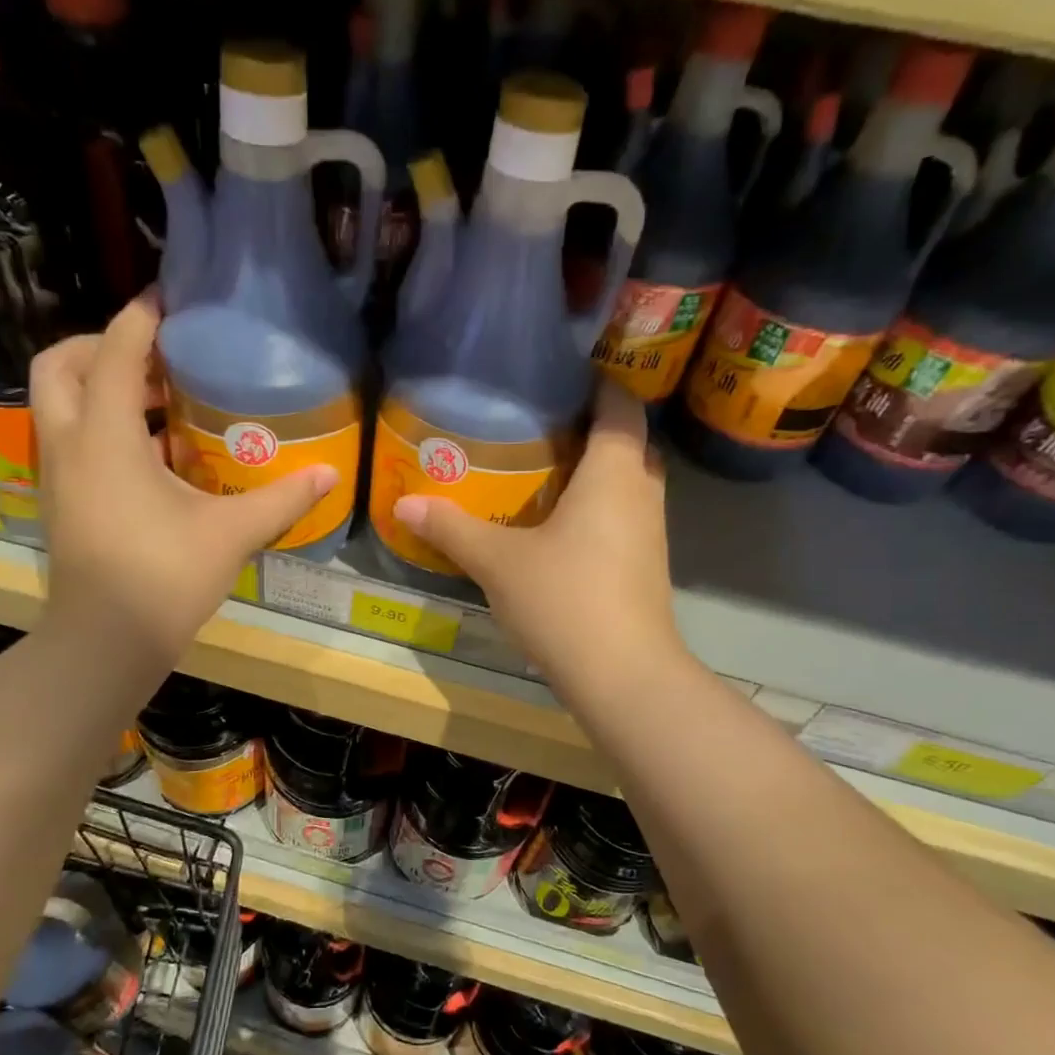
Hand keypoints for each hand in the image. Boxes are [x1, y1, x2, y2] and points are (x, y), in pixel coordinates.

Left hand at [33, 294, 336, 660]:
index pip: (113, 352)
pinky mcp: (61, 502)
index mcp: (104, 437)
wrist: (105, 643)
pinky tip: (151, 455)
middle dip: (98, 347)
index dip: (140, 318)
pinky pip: (70, 440)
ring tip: (157, 401)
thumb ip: (281, 500)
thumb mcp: (230, 534)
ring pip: (58, 405)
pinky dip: (98, 426)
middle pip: (59, 366)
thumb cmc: (164, 578)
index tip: (169, 300)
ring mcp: (57, 475)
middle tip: (152, 356)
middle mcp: (69, 444)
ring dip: (97, 388)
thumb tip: (330, 476)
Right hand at [388, 383, 682, 694]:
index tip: (559, 378)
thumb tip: (403, 505)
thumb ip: (452, 528)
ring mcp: (651, 533)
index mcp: (614, 472)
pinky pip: (624, 517)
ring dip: (595, 472)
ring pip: (627, 483)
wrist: (622, 676)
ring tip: (543, 470)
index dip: (598, 382)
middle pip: (627, 442)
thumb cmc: (564, 599)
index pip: (620, 404)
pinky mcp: (646, 567)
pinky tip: (558, 527)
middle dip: (590, 428)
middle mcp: (642, 492)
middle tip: (539, 426)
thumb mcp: (497, 562)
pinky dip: (598, 509)